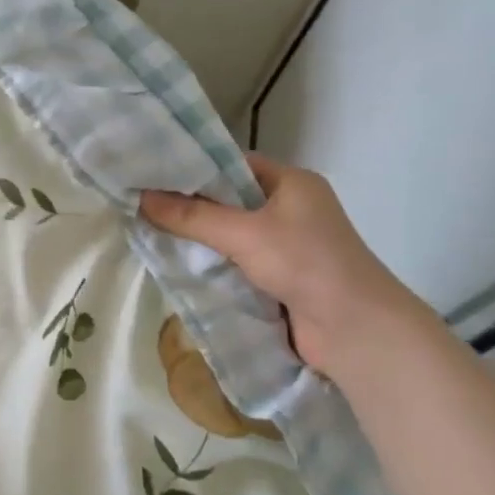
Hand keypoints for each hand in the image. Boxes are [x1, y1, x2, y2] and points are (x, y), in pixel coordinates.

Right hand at [140, 154, 425, 377]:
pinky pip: (235, 264)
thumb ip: (192, 216)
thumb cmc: (305, 264)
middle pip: (228, 202)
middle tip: (142, 206)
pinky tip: (177, 267)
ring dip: (198, 240)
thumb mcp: (244, 233)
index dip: (194, 169)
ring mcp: (286, 246)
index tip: (152, 175)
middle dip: (189, 207)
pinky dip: (211, 266)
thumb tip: (141, 198)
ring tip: (149, 235)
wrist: (354, 329)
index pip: (233, 165)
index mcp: (291, 183)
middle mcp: (290, 209)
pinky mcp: (278, 278)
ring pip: (229, 236)